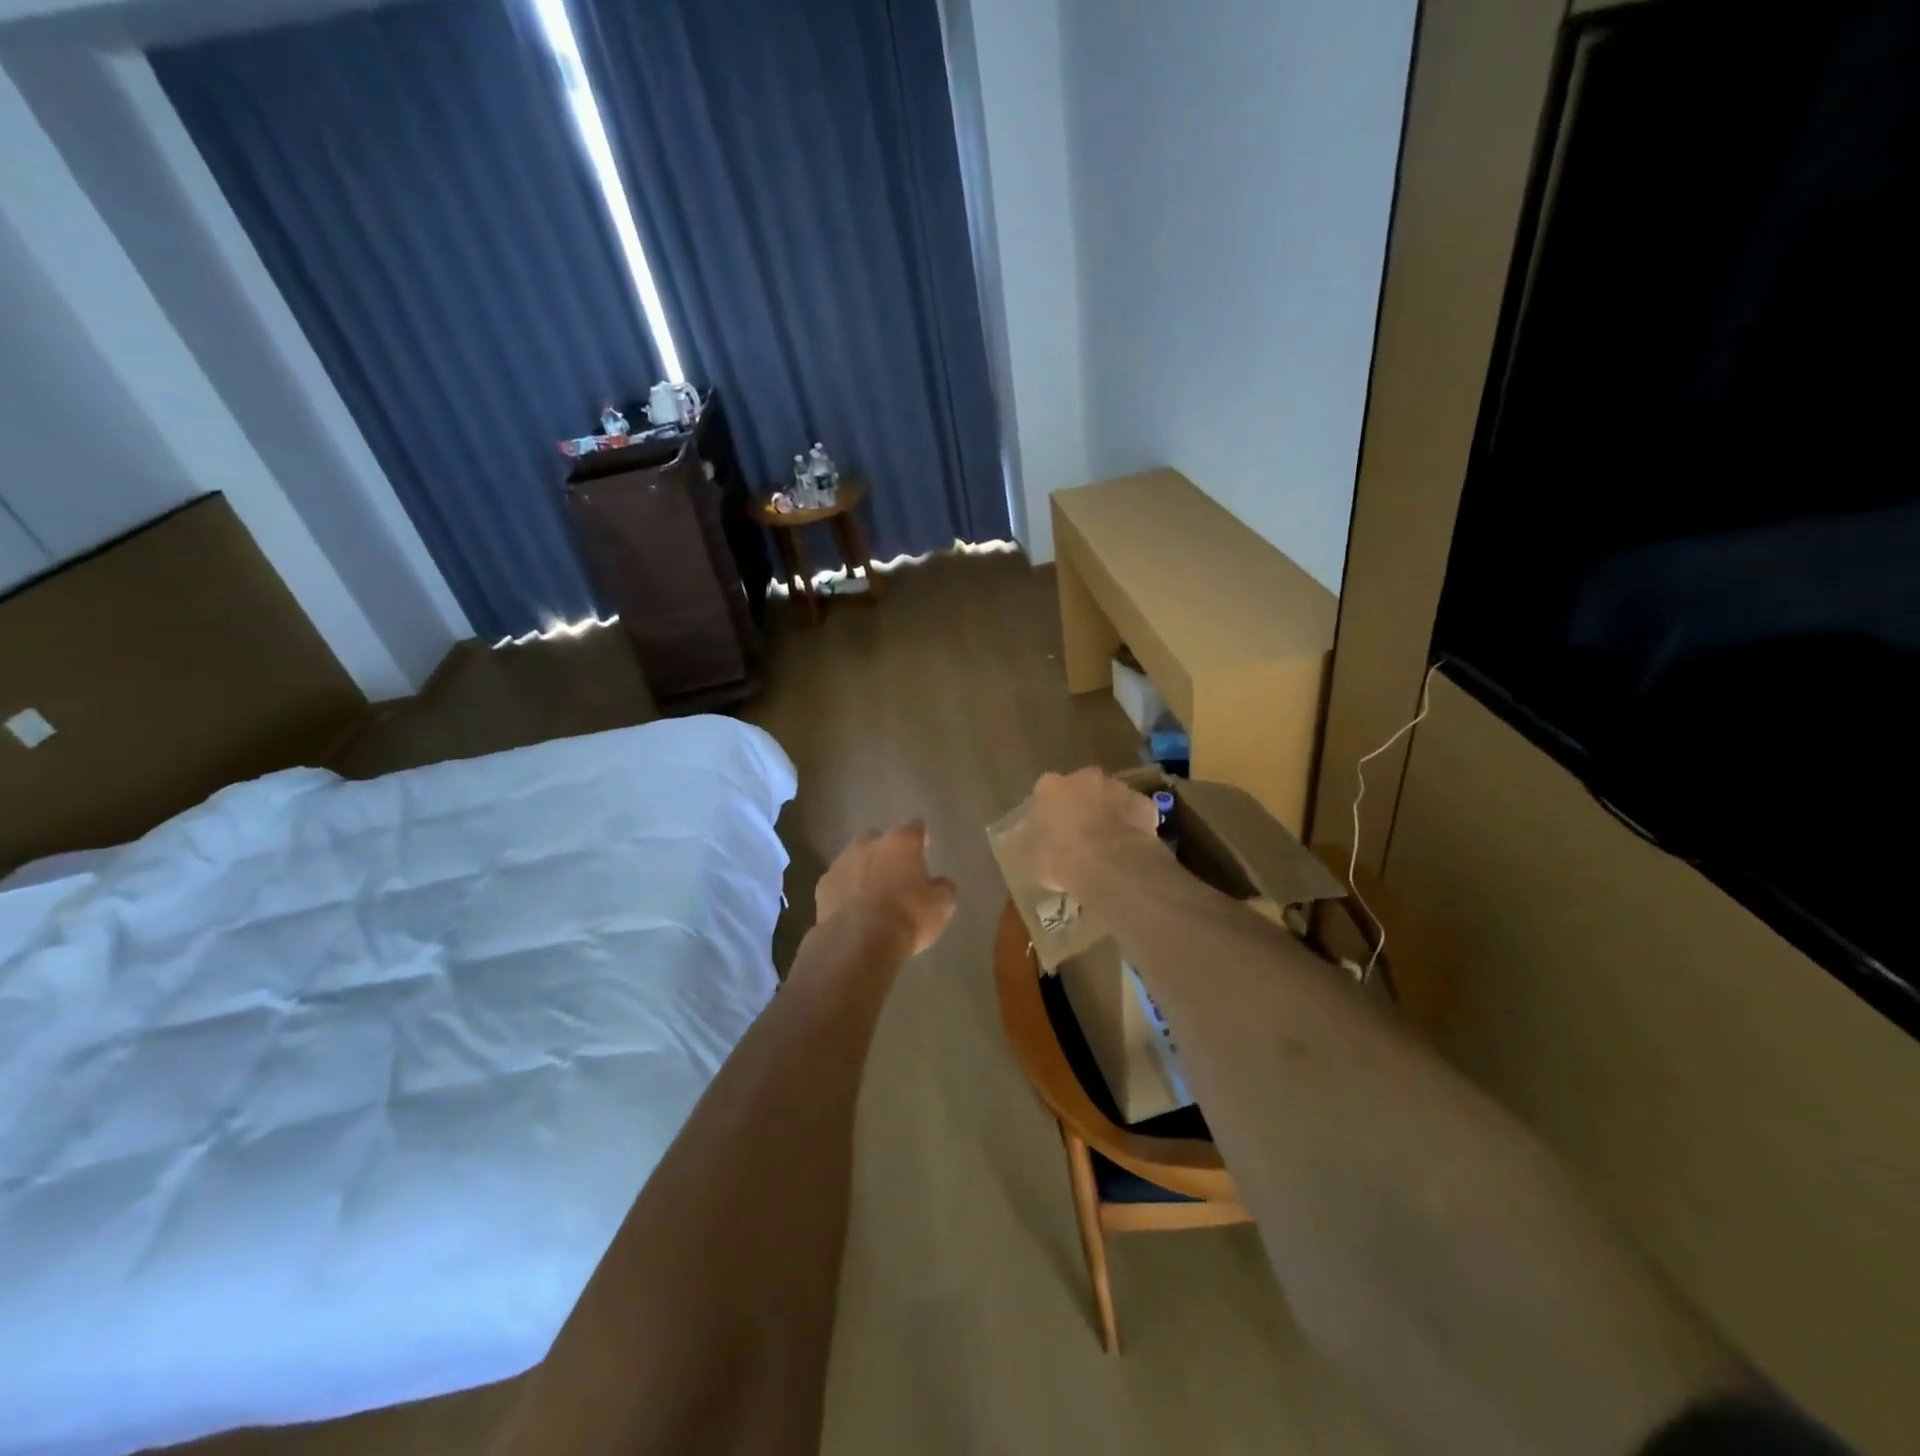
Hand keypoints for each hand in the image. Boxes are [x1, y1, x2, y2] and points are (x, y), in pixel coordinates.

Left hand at [815, 820, 956, 956]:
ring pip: (855, 859)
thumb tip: (940, 883)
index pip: (915, 827)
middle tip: (896, 873)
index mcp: (901, 842)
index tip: (925, 845)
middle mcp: (868, 843)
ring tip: (873, 894)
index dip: (921, 837)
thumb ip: (943, 887)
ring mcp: (841, 862)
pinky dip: (846, 890)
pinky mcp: (822, 885)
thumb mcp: (941, 906)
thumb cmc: (907, 917)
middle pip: (880, 839)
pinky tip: (852, 909)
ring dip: (864, 870)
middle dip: (887, 852)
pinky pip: (839, 882)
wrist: (856, 942)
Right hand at [1017, 768, 1160, 899]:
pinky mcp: (1143, 802)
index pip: (1045, 791)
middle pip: (1082, 787)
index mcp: (1051, 786)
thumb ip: (1036, 842)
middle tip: (1081, 834)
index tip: (1052, 828)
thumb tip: (1039, 844)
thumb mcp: (1033, 857)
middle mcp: (1084, 777)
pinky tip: (1131, 847)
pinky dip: (1134, 824)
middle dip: (1081, 804)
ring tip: (1108, 843)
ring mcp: (1117, 787)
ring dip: (1109, 812)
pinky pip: (1136, 812)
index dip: (1050, 810)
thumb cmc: (1060, 858)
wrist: (1108, 864)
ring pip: (1111, 796)